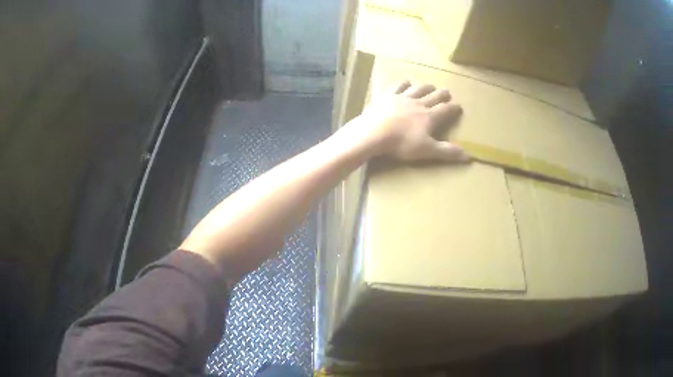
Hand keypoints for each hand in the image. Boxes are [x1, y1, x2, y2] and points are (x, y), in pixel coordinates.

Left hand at [345, 81, 467, 161]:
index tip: (459, 106)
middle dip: (442, 94)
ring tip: (431, 85)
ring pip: (418, 89)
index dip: (453, 108)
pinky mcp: (387, 96)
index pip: (446, 110)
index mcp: (429, 117)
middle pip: (433, 96)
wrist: (374, 132)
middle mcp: (418, 103)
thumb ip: (447, 152)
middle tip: (447, 92)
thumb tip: (468, 156)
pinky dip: (404, 84)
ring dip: (426, 87)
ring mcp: (402, 98)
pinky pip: (398, 86)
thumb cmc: (402, 143)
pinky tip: (406, 82)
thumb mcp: (427, 150)